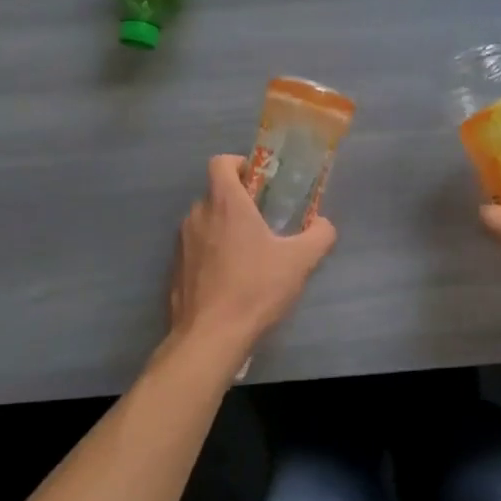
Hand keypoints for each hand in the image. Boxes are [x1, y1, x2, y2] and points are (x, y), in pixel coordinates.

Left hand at [168, 155, 337, 366]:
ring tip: (250, 253)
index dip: (239, 164)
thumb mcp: (300, 261)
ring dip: (225, 228)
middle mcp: (198, 215)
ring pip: (205, 221)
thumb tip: (324, 225)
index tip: (259, 182)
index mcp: (225, 203)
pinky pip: (196, 249)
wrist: (210, 338)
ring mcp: (182, 243)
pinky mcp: (175, 270)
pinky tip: (231, 280)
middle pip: (216, 193)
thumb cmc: (254, 288)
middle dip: (239, 201)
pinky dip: (211, 254)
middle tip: (264, 221)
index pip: (221, 162)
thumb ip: (319, 235)